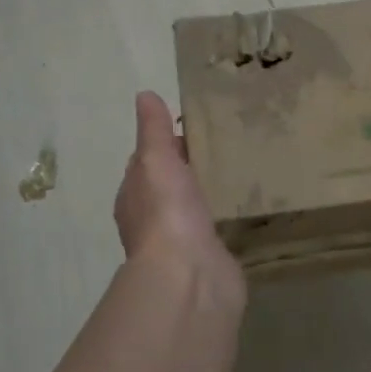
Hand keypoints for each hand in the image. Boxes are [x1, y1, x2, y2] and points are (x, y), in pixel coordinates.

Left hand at [114, 91, 243, 290]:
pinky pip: (211, 230)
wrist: (189, 276)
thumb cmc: (166, 211)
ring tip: (232, 172)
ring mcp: (177, 243)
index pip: (144, 164)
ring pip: (189, 209)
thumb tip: (144, 95)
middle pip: (166, 187)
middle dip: (186, 169)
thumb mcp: (155, 159)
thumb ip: (153, 130)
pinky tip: (237, 208)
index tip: (190, 129)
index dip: (163, 145)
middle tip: (218, 147)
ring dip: (203, 194)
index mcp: (132, 196)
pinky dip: (219, 218)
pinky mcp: (204, 258)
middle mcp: (150, 221)